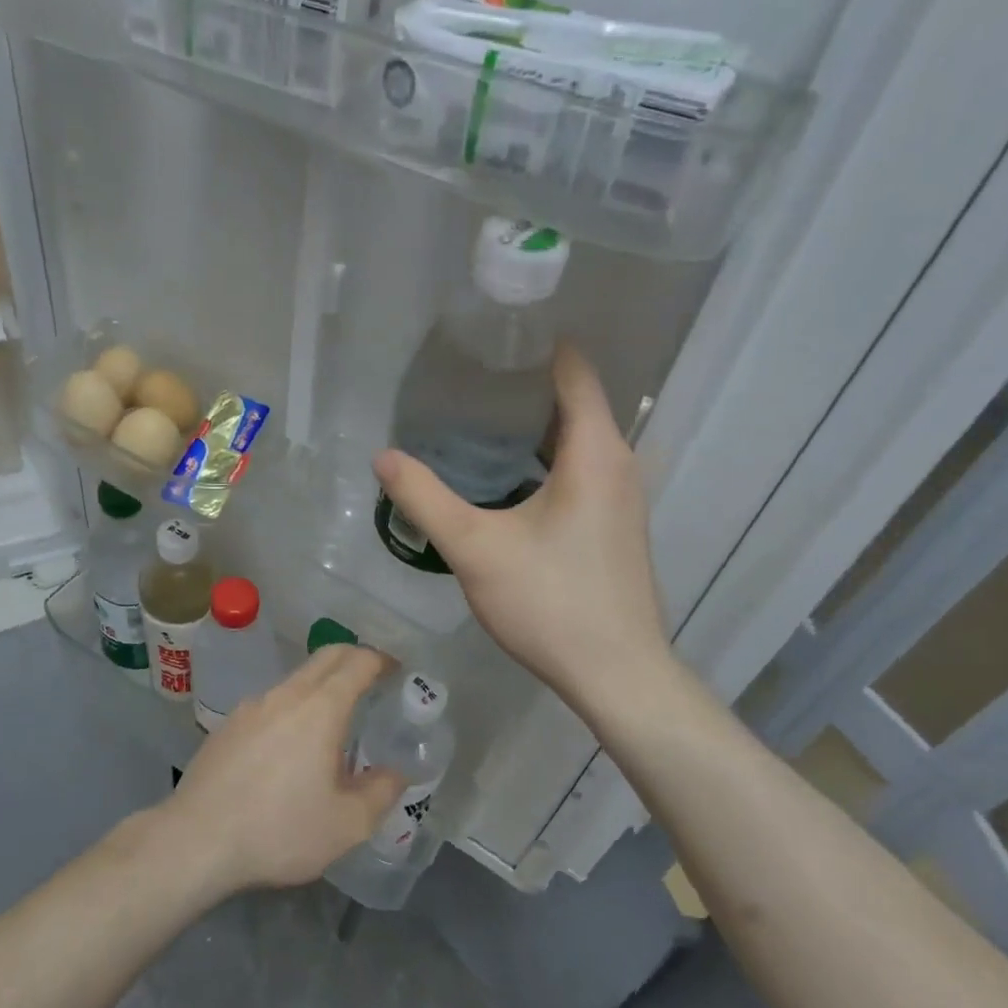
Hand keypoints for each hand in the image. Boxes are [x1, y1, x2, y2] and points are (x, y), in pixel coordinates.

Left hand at [161, 645, 408, 891]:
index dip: (381, 659)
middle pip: (325, 657)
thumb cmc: (279, 830)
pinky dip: (292, 709)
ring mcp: (251, 707)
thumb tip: (396, 772)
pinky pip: (270, 704)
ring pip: (295, 681)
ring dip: (321, 687)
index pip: (357, 662)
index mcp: (321, 708)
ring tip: (334, 724)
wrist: (195, 840)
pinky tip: (289, 748)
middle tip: (374, 680)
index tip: (397, 668)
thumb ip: (381, 792)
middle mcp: (285, 695)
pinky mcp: (227, 726)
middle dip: (354, 659)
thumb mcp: (347, 824)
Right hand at [373, 342, 669, 714]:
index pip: (574, 370)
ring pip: (577, 439)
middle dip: (525, 384)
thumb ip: (425, 499)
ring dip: (534, 425)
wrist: (616, 674)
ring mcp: (623, 496)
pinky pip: (581, 469)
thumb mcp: (476, 548)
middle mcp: (619, 463)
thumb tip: (383, 457)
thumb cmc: (551, 602)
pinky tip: (506, 476)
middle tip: (466, 375)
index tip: (491, 334)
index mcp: (595, 451)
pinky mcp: (616, 525)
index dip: (538, 345)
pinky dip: (546, 457)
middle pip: (575, 401)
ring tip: (476, 417)